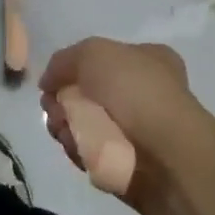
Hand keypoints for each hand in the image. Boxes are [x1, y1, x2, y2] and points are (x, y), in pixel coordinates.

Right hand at [39, 38, 214, 211]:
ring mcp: (136, 130)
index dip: (73, 69)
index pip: (101, 60)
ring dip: (65, 124)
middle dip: (63, 100)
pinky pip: (90, 151)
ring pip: (83, 123)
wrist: (166, 155)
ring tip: (63, 129)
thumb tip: (49, 83)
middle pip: (86, 93)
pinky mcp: (125, 161)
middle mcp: (143, 93)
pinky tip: (75, 147)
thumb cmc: (135, 91)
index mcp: (147, 60)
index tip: (54, 82)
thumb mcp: (93, 53)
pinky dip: (77, 148)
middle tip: (53, 108)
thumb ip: (63, 61)